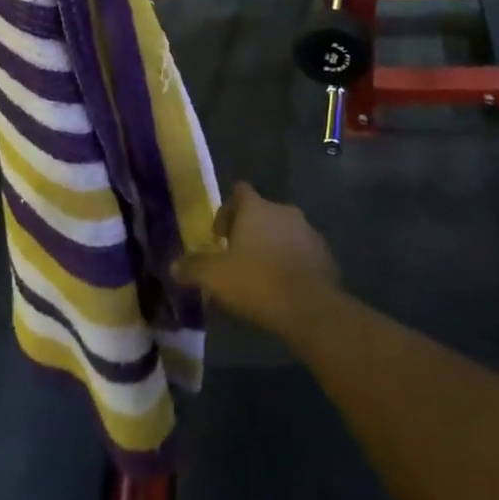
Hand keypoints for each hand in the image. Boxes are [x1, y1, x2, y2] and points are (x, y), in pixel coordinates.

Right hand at [172, 183, 340, 340]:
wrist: (311, 308)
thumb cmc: (258, 282)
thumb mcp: (216, 277)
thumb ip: (193, 268)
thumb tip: (173, 265)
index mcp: (256, 207)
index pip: (239, 191)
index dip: (227, 211)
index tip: (220, 236)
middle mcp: (283, 210)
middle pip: (261, 212)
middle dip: (249, 231)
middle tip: (238, 259)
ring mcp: (307, 230)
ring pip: (283, 231)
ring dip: (272, 246)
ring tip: (262, 276)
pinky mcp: (325, 253)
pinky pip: (302, 251)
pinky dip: (292, 261)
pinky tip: (285, 287)